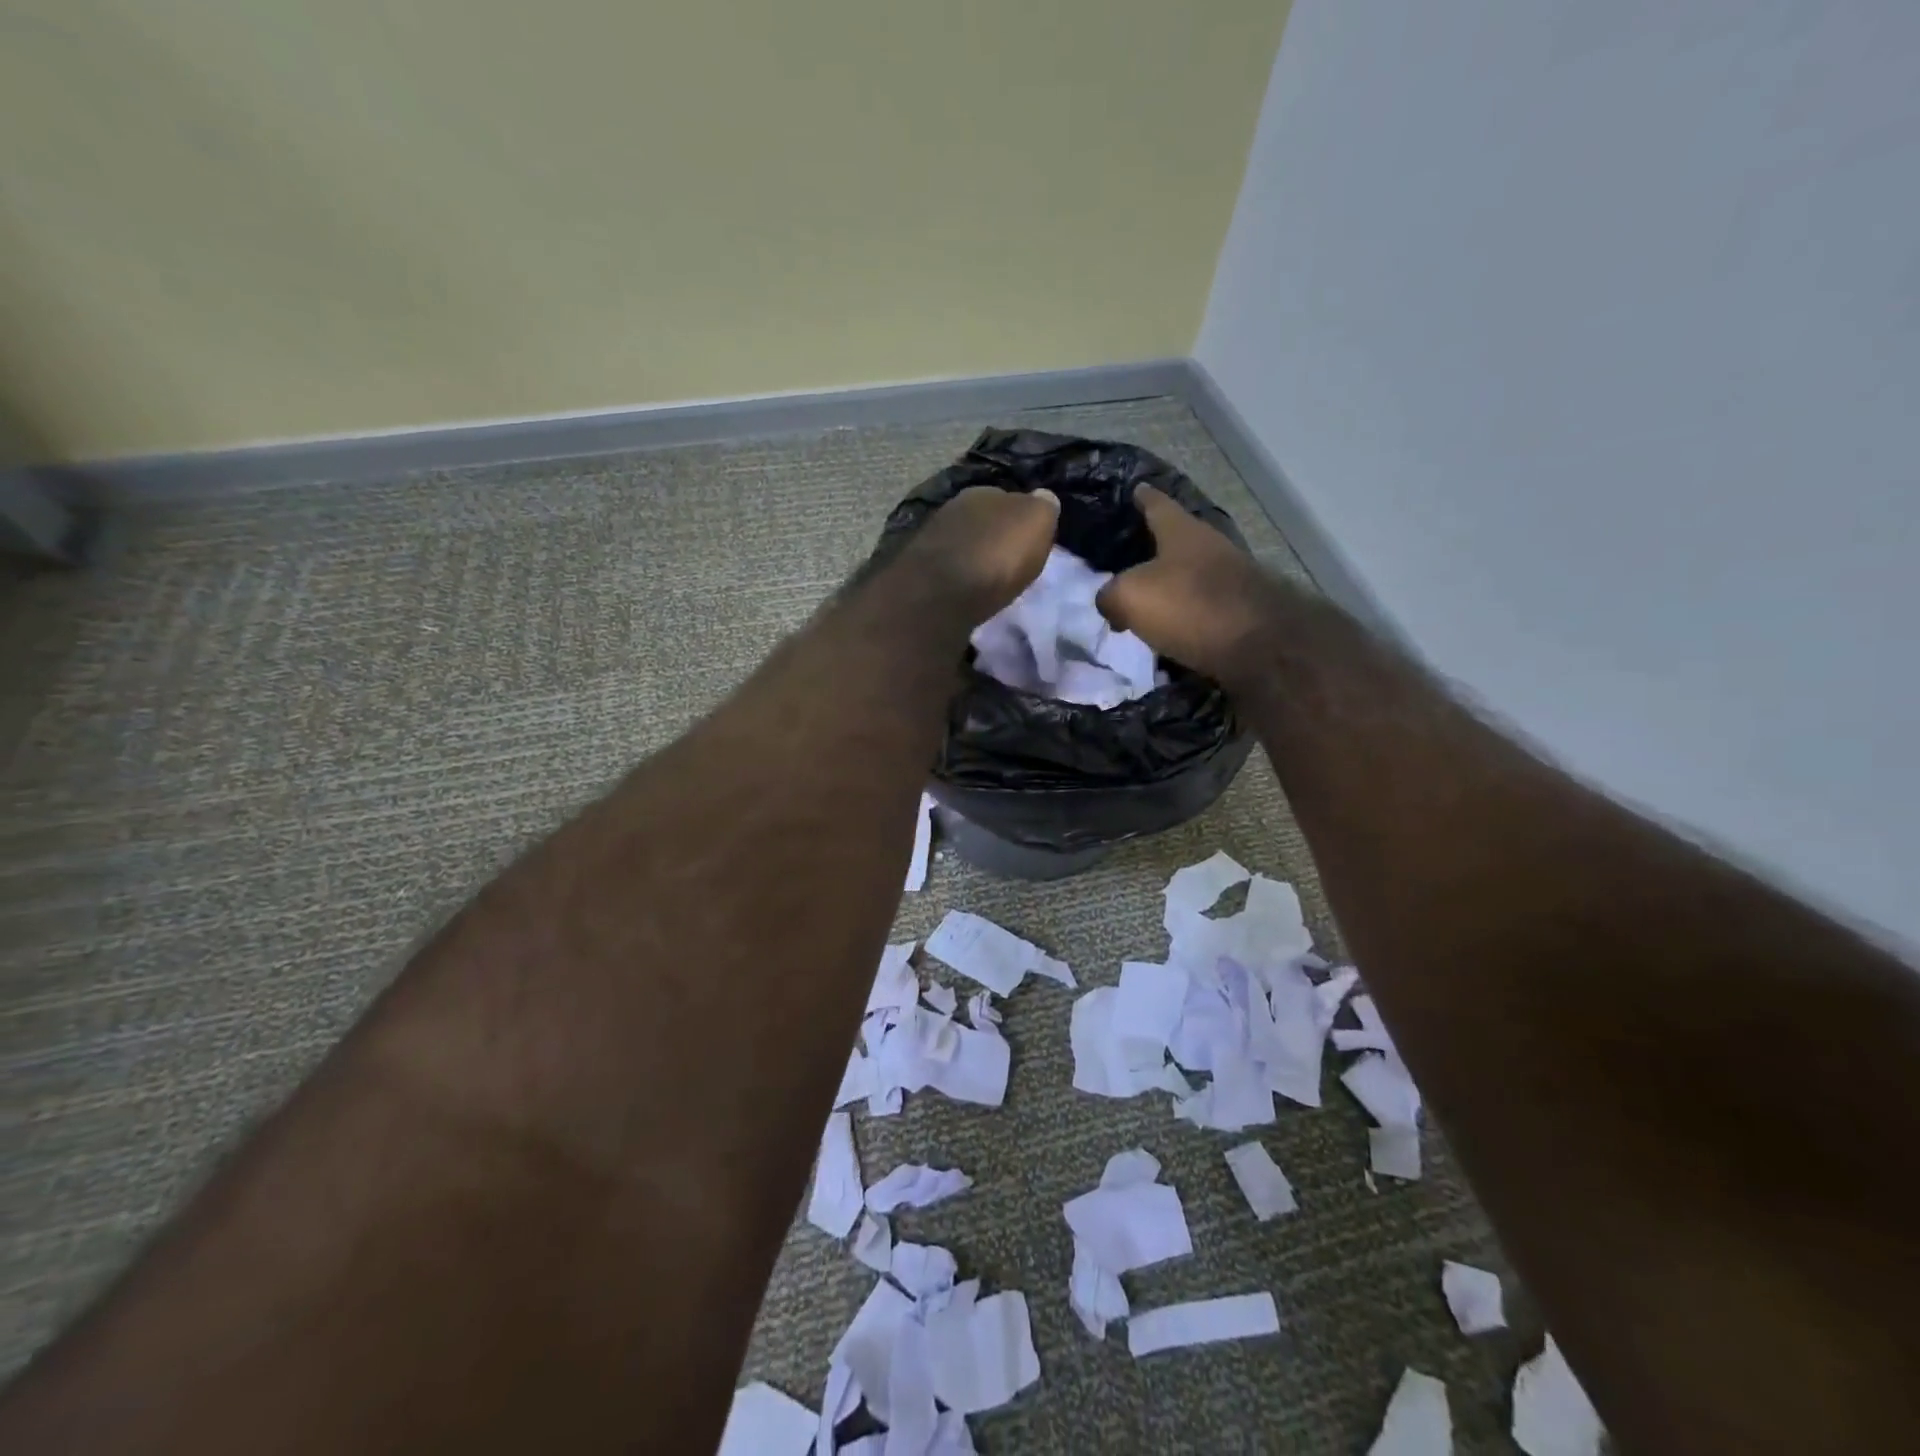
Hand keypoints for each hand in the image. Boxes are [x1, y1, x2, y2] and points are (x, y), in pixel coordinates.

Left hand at [901, 486, 1059, 620]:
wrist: (940, 593)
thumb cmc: (996, 556)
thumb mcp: (1035, 524)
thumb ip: (1043, 507)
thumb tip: (1043, 496)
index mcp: (985, 490)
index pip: (1010, 498)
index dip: (1022, 518)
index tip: (1030, 539)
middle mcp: (954, 506)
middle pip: (984, 519)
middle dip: (995, 535)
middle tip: (1010, 558)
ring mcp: (932, 536)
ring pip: (963, 541)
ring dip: (975, 555)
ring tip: (988, 577)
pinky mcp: (918, 568)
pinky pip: (948, 566)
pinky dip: (958, 574)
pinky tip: (966, 588)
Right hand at [1096, 486, 1288, 686]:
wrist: (1258, 646)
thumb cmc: (1189, 605)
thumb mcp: (1130, 596)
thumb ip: (1110, 595)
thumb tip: (1108, 602)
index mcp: (1182, 531)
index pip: (1158, 504)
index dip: (1144, 497)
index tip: (1136, 488)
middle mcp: (1210, 547)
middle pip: (1177, 539)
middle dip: (1154, 545)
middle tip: (1128, 553)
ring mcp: (1230, 578)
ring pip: (1190, 573)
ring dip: (1169, 583)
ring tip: (1144, 596)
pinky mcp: (1239, 611)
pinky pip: (1200, 605)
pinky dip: (1183, 612)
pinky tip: (1168, 625)